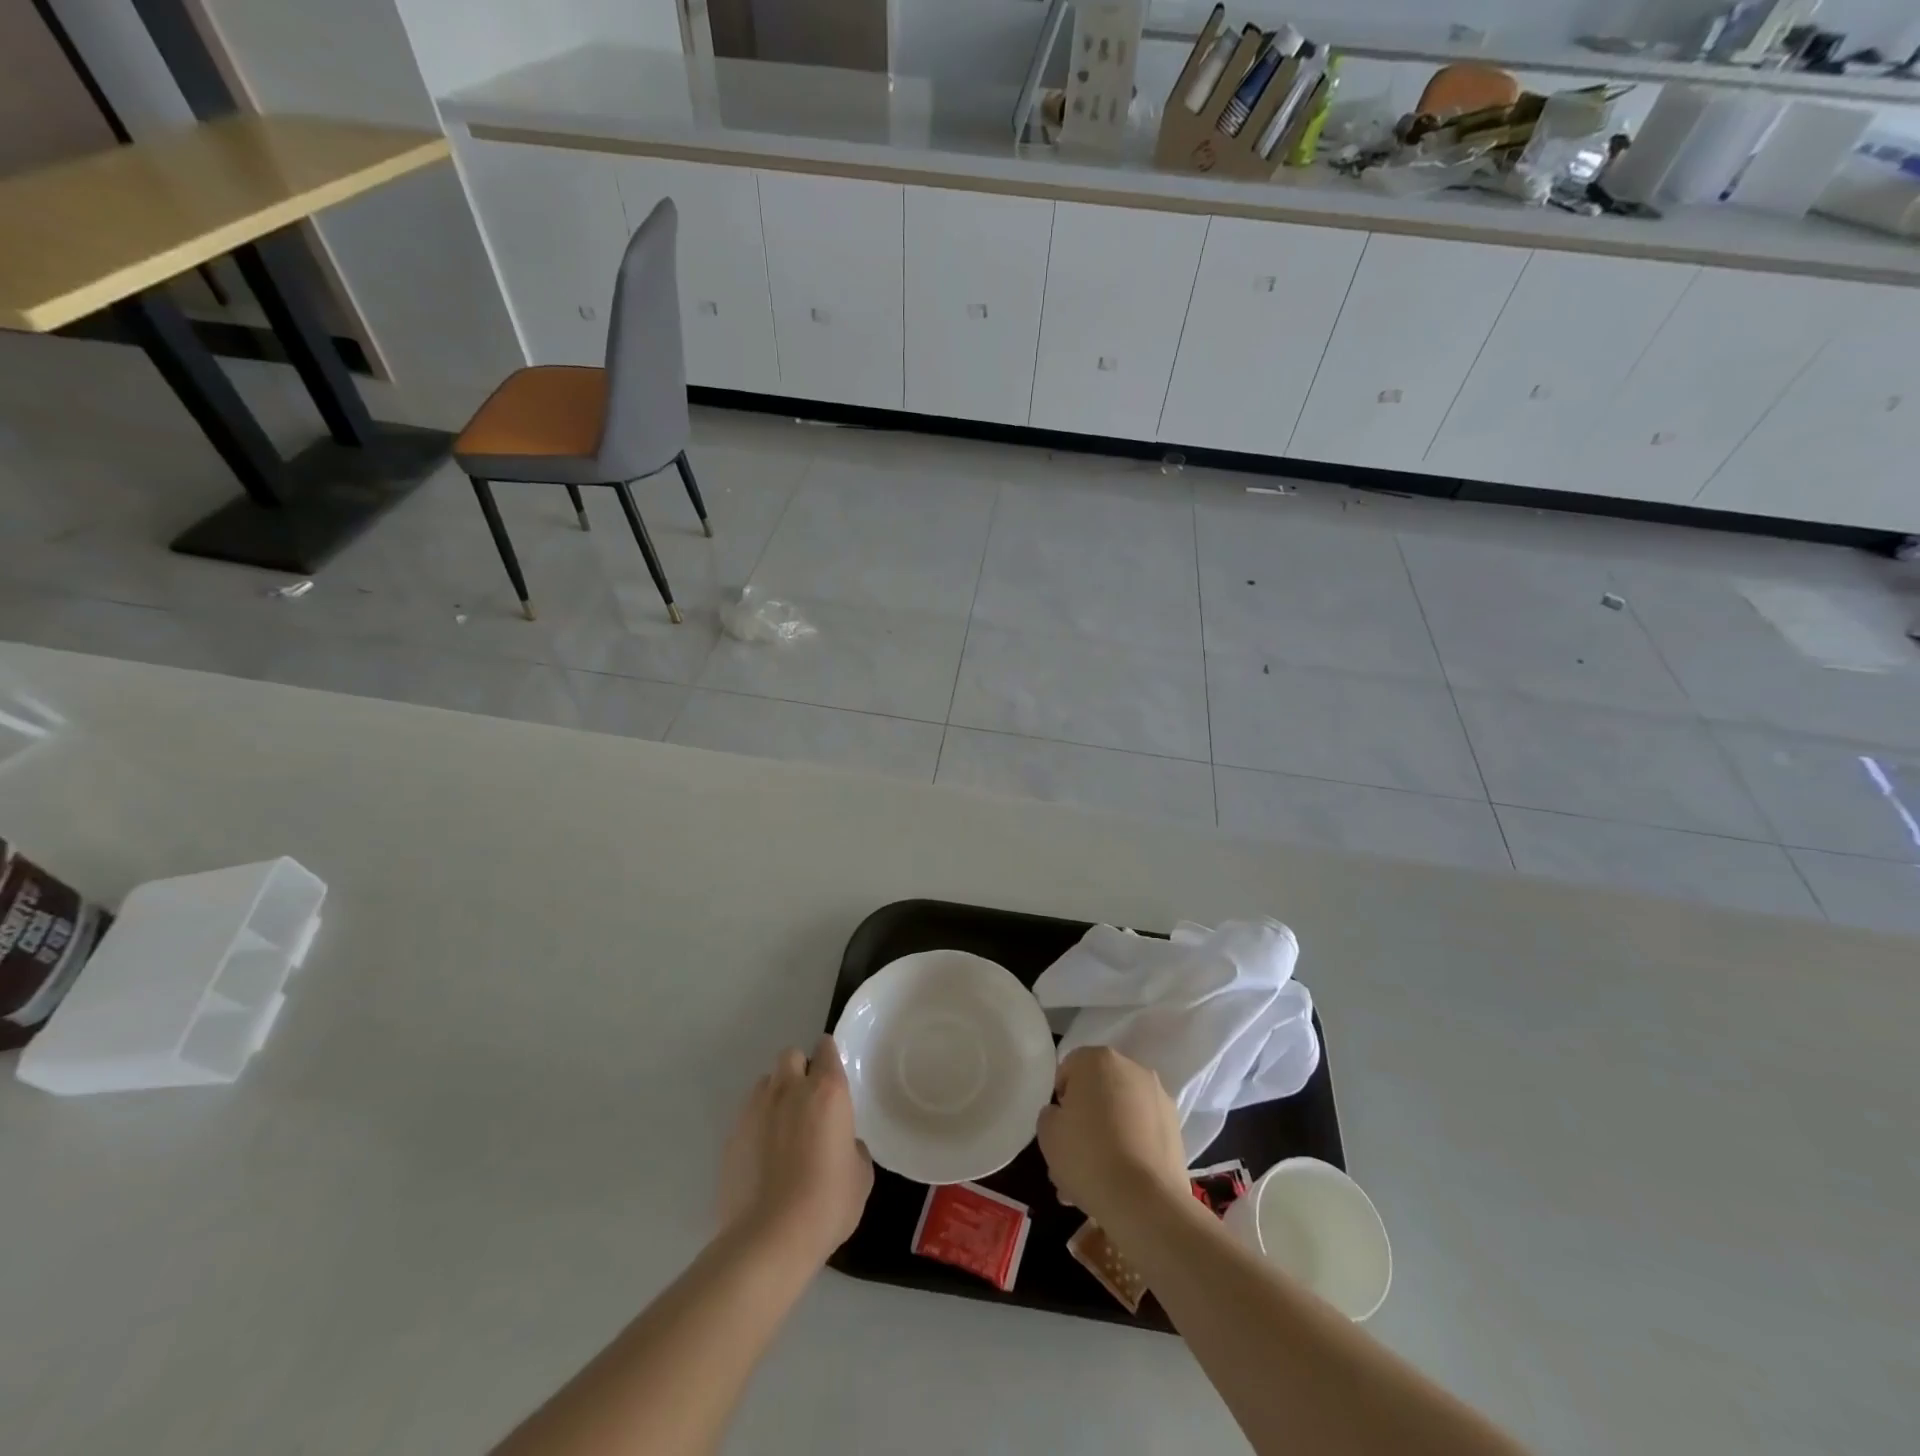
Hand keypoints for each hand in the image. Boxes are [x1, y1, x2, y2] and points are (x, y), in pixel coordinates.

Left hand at [718, 1036, 873, 1268]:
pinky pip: (748, 1115)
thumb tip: (843, 1144)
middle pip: (791, 1055)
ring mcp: (756, 1110)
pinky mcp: (732, 1135)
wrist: (769, 1239)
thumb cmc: (826, 1203)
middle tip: (808, 1099)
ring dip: (776, 1094)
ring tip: (783, 1127)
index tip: (833, 1074)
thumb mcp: (860, 1176)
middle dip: (799, 1068)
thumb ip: (853, 1147)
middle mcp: (790, 1089)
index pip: (826, 1049)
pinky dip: (757, 1125)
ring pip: (766, 1082)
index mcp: (827, 1091)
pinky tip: (764, 1156)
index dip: (829, 1056)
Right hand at [1036, 1046, 1187, 1223]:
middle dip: (1085, 1119)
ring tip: (1094, 1178)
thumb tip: (1063, 1115)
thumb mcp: (1047, 1133)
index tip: (1058, 1128)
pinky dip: (1130, 1147)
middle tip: (1073, 1156)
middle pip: (1098, 1091)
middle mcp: (1131, 1068)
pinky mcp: (1175, 1127)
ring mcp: (1157, 1097)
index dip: (1060, 1100)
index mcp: (1098, 1059)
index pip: (1069, 1069)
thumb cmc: (1087, 1155)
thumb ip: (1050, 1114)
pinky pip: (1141, 1131)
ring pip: (1121, 1113)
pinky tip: (1119, 1179)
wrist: (1144, 1199)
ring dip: (1107, 1135)